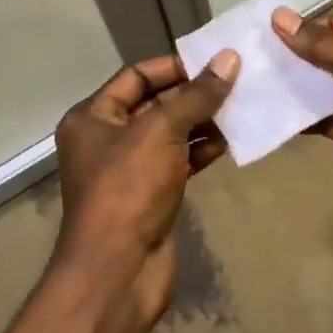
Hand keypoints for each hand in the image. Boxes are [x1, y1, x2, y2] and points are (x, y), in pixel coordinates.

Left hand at [52, 50, 238, 324]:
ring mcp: (128, 170)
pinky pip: (177, 162)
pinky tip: (228, 143)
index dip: (173, 66)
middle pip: (154, 104)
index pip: (136, 76)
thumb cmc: (128, 189)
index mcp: (93, 117)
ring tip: (239, 109)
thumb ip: (196, 95)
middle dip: (193, 95)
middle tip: (235, 83)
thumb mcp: (161, 131)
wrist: (117, 273)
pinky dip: (200, 151)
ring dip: (201, 122)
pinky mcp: (149, 196)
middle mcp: (106, 139)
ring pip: (170, 134)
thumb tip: (229, 58)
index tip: (212, 61)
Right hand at [273, 8, 332, 240]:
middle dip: (294, 59)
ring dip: (294, 88)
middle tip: (248, 61)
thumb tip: (280, 18)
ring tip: (252, 85)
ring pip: (324, 86)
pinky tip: (272, 115)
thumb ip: (327, 47)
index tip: (259, 36)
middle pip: (328, 55)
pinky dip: (304, 116)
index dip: (302, 31)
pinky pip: (326, 116)